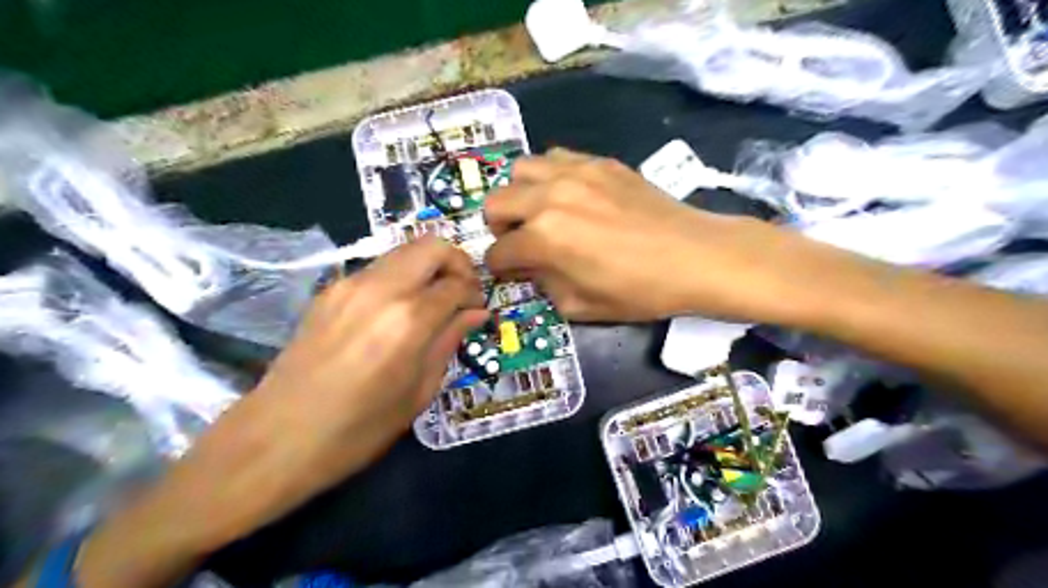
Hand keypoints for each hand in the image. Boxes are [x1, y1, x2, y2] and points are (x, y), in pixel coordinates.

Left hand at [77, 237, 487, 584]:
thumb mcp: (418, 392)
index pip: (457, 284)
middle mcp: (381, 289)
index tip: (478, 308)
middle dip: (456, 262)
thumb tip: (476, 313)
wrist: (275, 438)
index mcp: (409, 320)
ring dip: (427, 267)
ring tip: (432, 300)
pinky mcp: (330, 291)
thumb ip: (449, 341)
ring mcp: (350, 285)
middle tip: (461, 292)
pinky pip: (378, 269)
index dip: (475, 293)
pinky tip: (398, 310)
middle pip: (432, 246)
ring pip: (403, 251)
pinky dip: (400, 277)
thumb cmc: (358, 429)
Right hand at [483, 148, 807, 321]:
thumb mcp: (580, 305)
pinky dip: (549, 176)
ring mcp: (575, 172)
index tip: (509, 272)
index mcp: (544, 237)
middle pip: (496, 202)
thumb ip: (544, 284)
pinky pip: (556, 157)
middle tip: (519, 241)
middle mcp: (550, 196)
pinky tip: (567, 194)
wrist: (694, 256)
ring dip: (520, 194)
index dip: (498, 267)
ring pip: (520, 169)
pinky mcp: (599, 162)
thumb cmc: (639, 290)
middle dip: (498, 227)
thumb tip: (533, 267)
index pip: (499, 251)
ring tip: (538, 211)